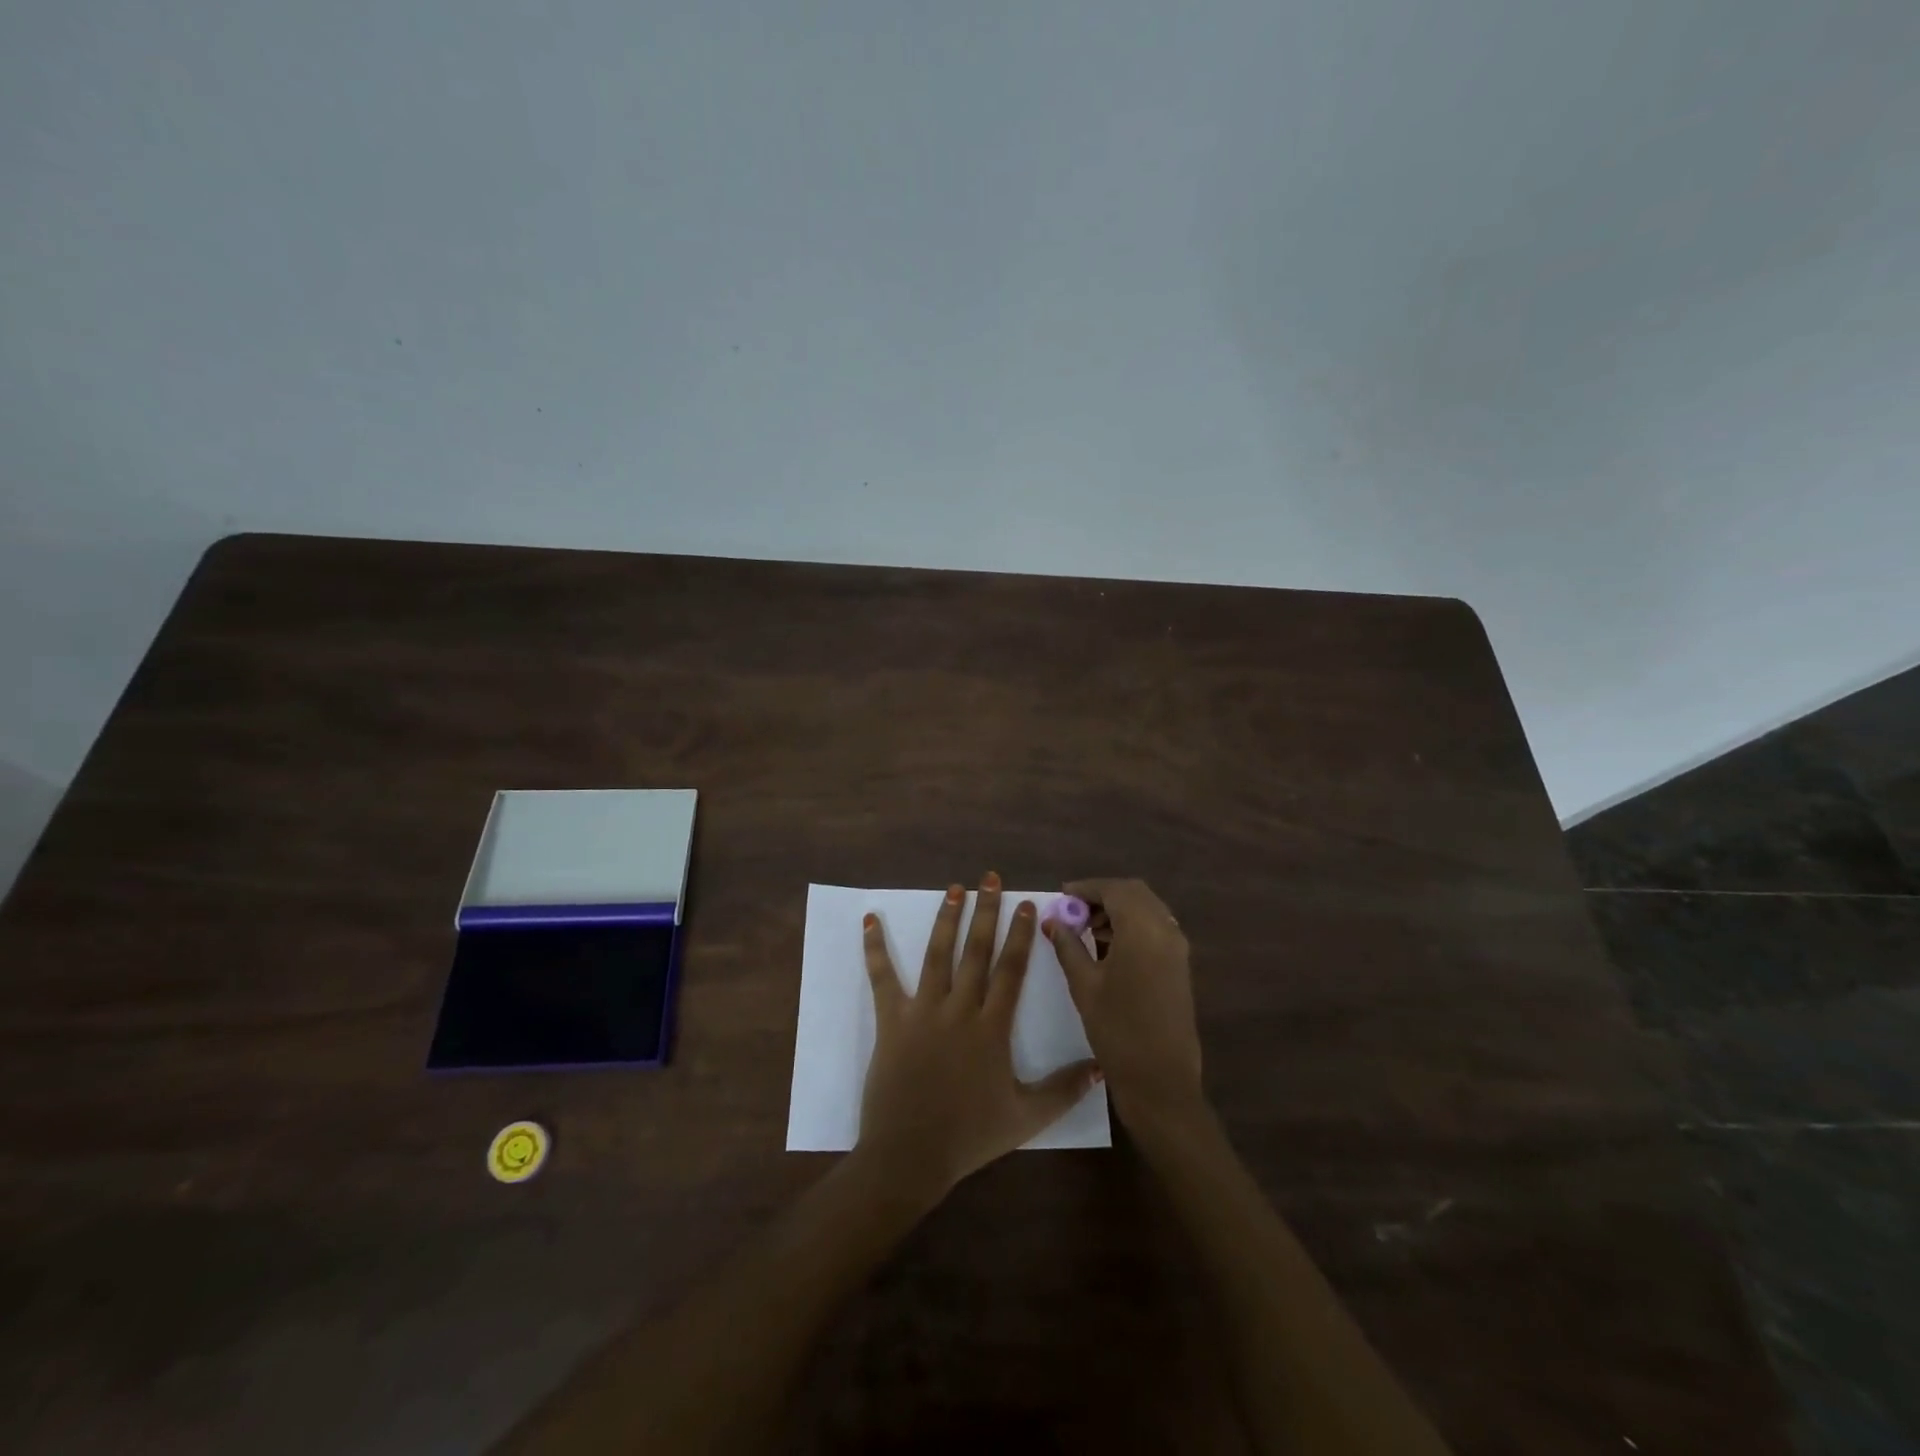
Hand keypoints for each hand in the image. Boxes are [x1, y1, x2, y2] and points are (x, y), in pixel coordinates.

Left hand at [858, 873, 1101, 1201]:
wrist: (910, 1155)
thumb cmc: (970, 1136)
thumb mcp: (1027, 1117)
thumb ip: (1065, 1089)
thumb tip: (1100, 1065)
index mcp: (992, 1027)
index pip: (1011, 970)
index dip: (1020, 934)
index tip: (1026, 904)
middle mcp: (960, 1009)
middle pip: (976, 951)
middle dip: (985, 911)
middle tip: (989, 878)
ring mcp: (923, 1011)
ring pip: (937, 954)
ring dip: (946, 918)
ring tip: (953, 888)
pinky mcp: (891, 1020)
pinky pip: (882, 978)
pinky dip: (874, 948)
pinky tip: (870, 920)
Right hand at [1046, 879, 1203, 1129]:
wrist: (1161, 1080)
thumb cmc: (1117, 1030)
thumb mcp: (1084, 985)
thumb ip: (1068, 946)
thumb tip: (1052, 921)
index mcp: (1143, 930)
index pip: (1114, 890)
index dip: (1086, 888)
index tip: (1061, 896)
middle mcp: (1166, 930)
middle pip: (1134, 893)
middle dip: (1103, 896)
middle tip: (1073, 912)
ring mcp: (1177, 948)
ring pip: (1147, 909)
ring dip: (1118, 910)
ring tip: (1086, 930)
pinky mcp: (1180, 965)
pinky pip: (1156, 928)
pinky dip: (1132, 926)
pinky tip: (1108, 947)